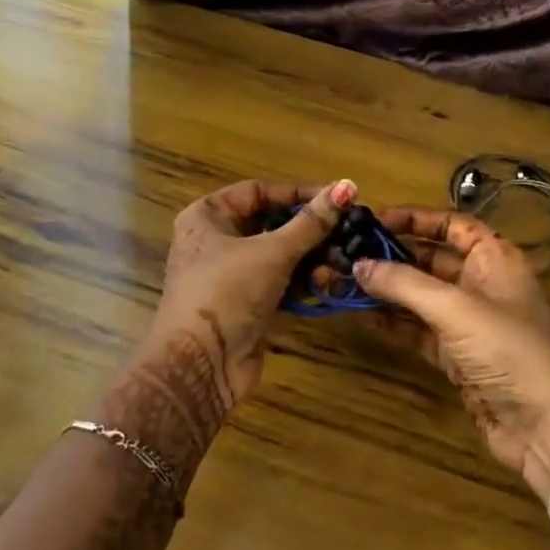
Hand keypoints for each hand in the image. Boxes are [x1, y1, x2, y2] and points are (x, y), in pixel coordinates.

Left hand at [150, 177, 355, 406]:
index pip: (258, 191)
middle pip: (270, 225)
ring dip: (310, 259)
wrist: (202, 364)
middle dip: (309, 230)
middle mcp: (215, 241)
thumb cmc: (229, 291)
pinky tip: (328, 284)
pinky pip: (279, 283)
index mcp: (207, 217)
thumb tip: (347, 185)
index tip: (336, 198)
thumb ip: (311, 221)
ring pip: (278, 256)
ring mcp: (230, 276)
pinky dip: (302, 282)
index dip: (297, 193)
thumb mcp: (273, 251)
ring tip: (341, 261)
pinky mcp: (246, 305)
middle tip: (347, 231)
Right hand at [354, 208, 549, 505]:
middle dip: (392, 257)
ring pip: (421, 296)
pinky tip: (363, 316)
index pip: (452, 225)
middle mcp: (482, 284)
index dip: (416, 219)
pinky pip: (419, 330)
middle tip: (348, 253)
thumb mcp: (454, 308)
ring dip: (387, 291)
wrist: (543, 425)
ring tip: (345, 282)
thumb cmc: (506, 349)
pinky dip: (394, 323)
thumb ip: (404, 284)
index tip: (375, 219)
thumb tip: (357, 265)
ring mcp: (469, 322)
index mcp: (495, 259)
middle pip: (431, 259)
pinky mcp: (457, 355)